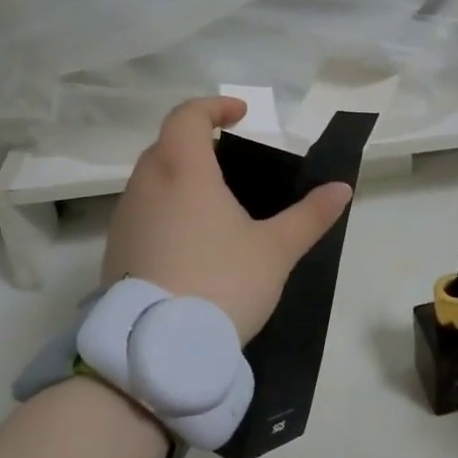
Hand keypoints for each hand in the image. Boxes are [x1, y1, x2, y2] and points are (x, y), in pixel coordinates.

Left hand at [103, 97, 353, 343]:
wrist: (159, 350)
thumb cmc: (223, 283)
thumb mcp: (276, 249)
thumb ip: (310, 215)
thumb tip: (342, 188)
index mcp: (184, 172)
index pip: (187, 117)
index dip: (214, 107)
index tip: (241, 115)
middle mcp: (146, 186)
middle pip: (166, 145)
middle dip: (197, 141)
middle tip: (230, 159)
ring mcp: (125, 220)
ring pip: (149, 180)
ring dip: (178, 176)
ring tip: (214, 203)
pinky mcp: (115, 252)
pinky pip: (141, 212)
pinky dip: (164, 209)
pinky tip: (190, 241)